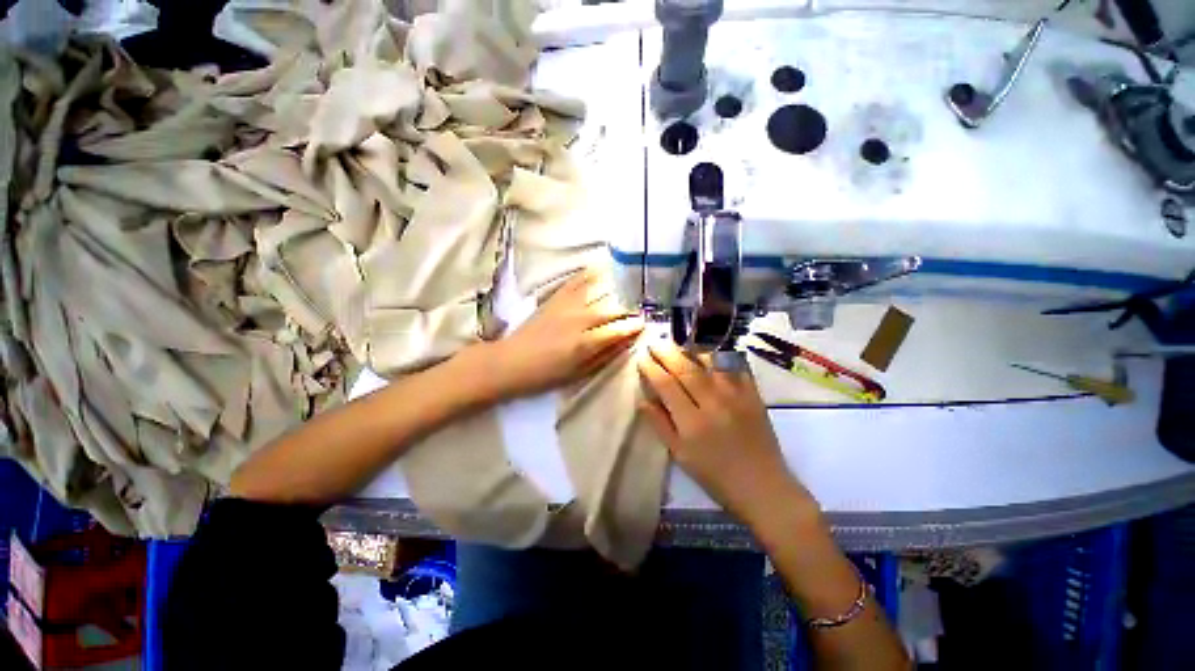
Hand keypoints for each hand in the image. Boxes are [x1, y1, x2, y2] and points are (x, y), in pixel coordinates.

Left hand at [486, 270, 643, 398]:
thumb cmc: (545, 374)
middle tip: (638, 309)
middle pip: (611, 309)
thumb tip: (626, 342)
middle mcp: (579, 320)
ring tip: (628, 288)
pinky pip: (575, 281)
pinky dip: (589, 274)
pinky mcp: (554, 298)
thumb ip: (604, 356)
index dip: (633, 326)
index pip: (617, 330)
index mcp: (584, 343)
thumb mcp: (578, 373)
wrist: (510, 362)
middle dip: (628, 309)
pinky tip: (601, 268)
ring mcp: (566, 306)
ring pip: (598, 293)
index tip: (644, 323)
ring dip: (615, 290)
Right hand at [637, 341, 813, 524]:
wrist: (763, 488)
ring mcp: (737, 396)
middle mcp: (713, 403)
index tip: (642, 357)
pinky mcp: (754, 395)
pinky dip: (722, 356)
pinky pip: (737, 367)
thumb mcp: (681, 456)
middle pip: (685, 369)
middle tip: (655, 342)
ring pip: (711, 362)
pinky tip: (712, 351)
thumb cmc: (715, 476)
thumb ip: (660, 425)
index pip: (666, 385)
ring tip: (679, 342)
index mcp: (692, 422)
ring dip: (692, 349)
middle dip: (666, 352)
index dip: (651, 368)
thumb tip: (643, 400)